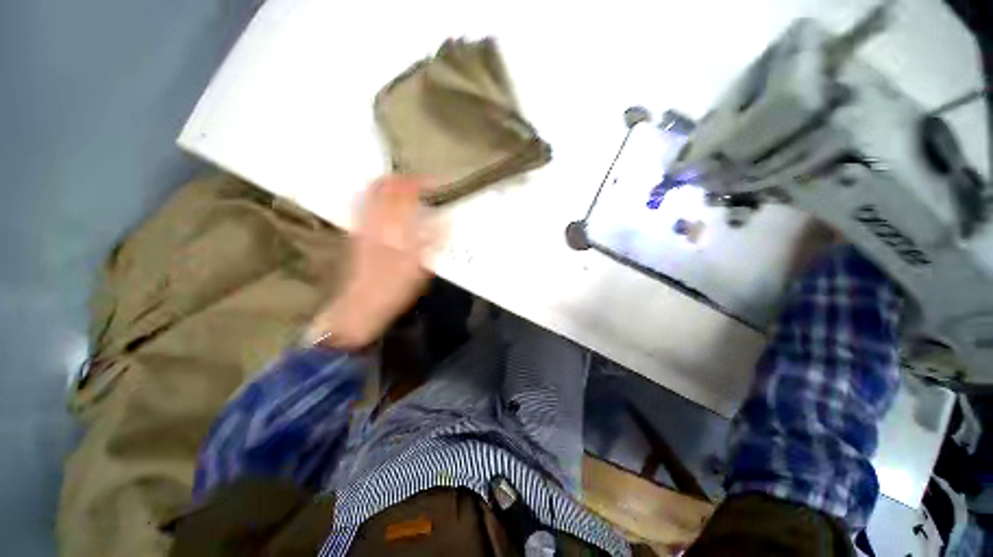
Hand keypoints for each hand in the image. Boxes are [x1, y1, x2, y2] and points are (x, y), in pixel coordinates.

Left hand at [305, 176, 439, 348]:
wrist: (361, 305)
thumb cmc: (394, 289)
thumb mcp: (420, 268)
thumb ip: (432, 242)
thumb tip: (445, 221)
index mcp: (394, 229)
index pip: (407, 194)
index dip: (422, 183)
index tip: (437, 183)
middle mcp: (376, 221)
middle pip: (386, 187)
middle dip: (404, 179)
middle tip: (420, 181)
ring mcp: (363, 225)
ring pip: (373, 193)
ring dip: (390, 184)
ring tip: (405, 187)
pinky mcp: (357, 233)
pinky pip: (365, 205)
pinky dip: (377, 197)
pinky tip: (387, 203)